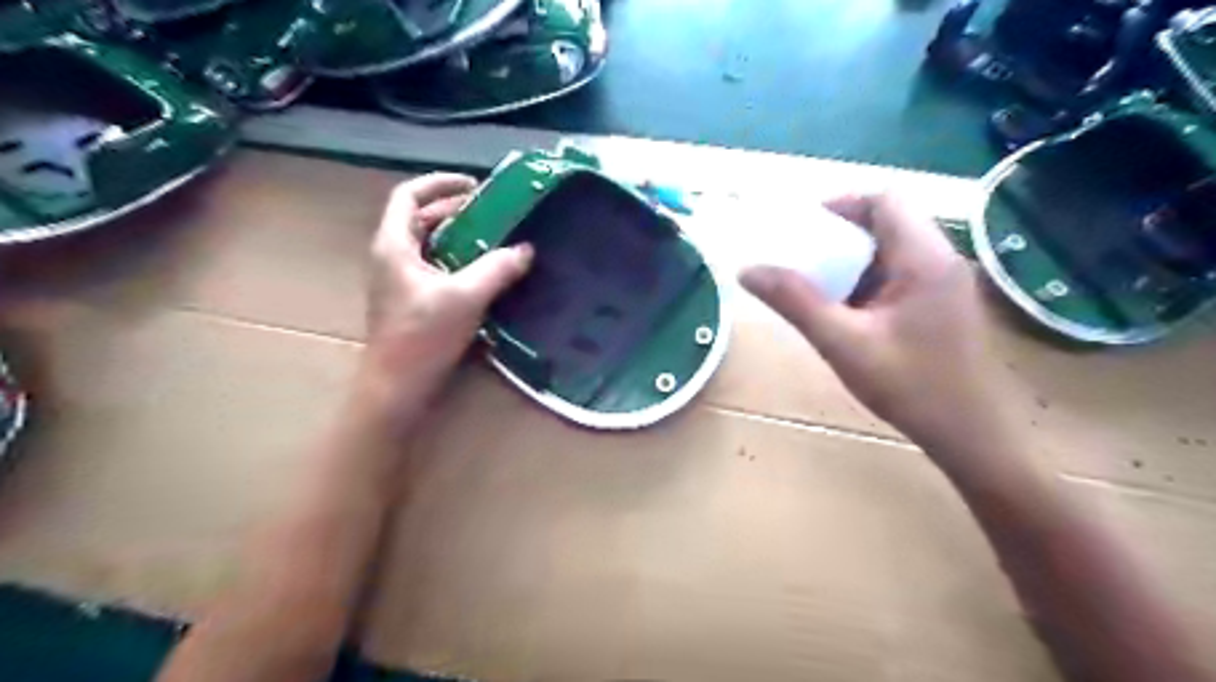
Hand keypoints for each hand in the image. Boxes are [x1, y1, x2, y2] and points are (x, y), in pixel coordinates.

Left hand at [356, 174, 534, 423]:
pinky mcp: (409, 301)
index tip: (474, 185)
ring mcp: (398, 280)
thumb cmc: (423, 337)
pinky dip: (456, 259)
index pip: (409, 196)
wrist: (396, 386)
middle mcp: (391, 256)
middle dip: (455, 210)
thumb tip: (526, 249)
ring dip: (458, 235)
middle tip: (494, 212)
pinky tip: (483, 272)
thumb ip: (497, 269)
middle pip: (420, 218)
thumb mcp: (465, 297)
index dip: (440, 183)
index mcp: (394, 245)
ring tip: (494, 237)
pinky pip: (433, 266)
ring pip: (428, 244)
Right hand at [742, 191, 1017, 466]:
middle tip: (804, 258)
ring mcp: (946, 284)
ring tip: (820, 286)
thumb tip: (747, 270)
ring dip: (855, 260)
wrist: (968, 435)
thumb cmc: (908, 386)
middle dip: (843, 235)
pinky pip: (902, 275)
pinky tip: (849, 312)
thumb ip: (794, 301)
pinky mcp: (944, 306)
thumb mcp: (842, 342)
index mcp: (924, 259)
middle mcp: (942, 261)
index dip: (843, 205)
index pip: (886, 201)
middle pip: (891, 222)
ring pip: (895, 250)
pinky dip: (870, 281)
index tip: (804, 228)